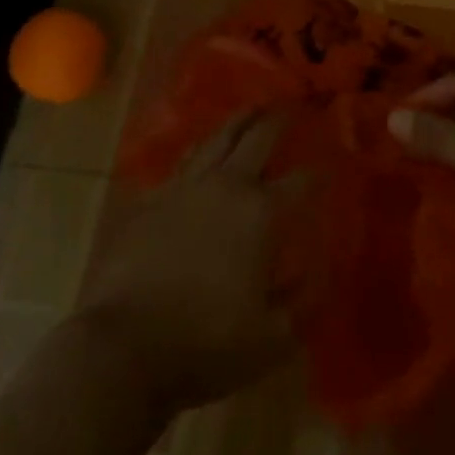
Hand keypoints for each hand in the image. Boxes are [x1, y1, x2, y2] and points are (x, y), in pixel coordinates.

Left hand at [74, 112, 304, 412]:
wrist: (124, 348)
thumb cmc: (206, 345)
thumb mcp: (273, 338)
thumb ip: (303, 301)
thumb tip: (323, 270)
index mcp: (261, 213)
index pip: (301, 181)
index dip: (319, 172)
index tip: (330, 164)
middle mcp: (227, 186)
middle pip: (258, 139)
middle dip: (279, 120)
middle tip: (291, 106)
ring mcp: (185, 187)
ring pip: (217, 139)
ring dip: (239, 122)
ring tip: (251, 109)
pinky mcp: (152, 199)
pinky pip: (182, 163)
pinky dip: (200, 152)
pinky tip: (202, 152)